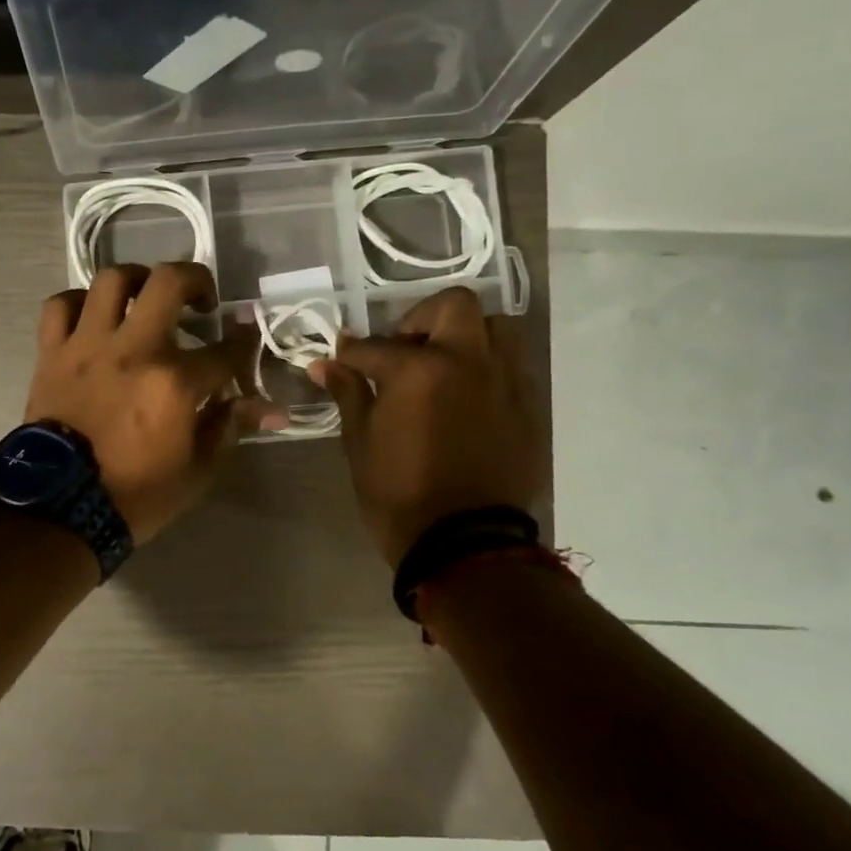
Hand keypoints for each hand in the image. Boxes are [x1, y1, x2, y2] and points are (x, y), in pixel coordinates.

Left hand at [26, 262, 283, 542]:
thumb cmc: (135, 495)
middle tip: (201, 300)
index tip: (247, 333)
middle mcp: (134, 349)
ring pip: (112, 280)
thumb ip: (229, 427)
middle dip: (196, 280)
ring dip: (137, 280)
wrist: (60, 509)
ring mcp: (88, 345)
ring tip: (146, 297)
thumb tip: (269, 408)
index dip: (244, 340)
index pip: (225, 349)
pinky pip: (60, 305)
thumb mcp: (196, 471)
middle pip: (169, 282)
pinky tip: (93, 316)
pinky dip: (78, 302)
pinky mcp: (52, 352)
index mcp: (175, 383)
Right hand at [309, 286, 543, 566]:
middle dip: (421, 318)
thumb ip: (348, 394)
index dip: (350, 352)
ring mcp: (505, 382)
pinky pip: (510, 367)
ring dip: (464, 336)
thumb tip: (324, 364)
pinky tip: (464, 397)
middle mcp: (468, 362)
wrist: (465, 545)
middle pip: (453, 306)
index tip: (339, 359)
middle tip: (403, 348)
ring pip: (494, 329)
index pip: (375, 346)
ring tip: (441, 367)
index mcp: (419, 369)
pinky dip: (485, 367)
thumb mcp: (360, 443)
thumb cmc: (399, 494)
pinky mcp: (527, 407)